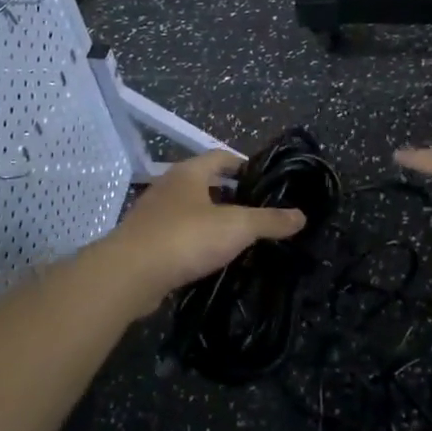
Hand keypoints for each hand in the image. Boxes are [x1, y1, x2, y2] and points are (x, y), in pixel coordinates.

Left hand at [102, 150, 306, 313]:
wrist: (130, 274)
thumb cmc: (185, 237)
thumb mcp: (236, 227)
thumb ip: (269, 221)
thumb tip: (301, 215)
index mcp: (189, 173)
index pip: (221, 156)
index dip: (244, 164)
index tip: (265, 180)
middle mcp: (169, 186)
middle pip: (205, 183)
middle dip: (230, 195)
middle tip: (258, 211)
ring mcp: (153, 215)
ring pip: (190, 210)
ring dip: (212, 220)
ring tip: (239, 236)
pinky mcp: (146, 242)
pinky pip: (178, 235)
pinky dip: (196, 242)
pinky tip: (211, 258)